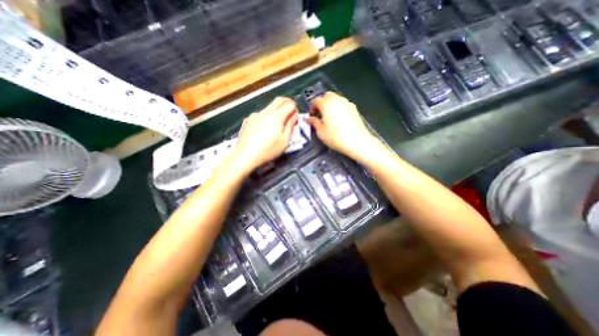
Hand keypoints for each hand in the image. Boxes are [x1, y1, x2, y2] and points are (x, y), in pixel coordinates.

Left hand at [234, 96, 299, 172]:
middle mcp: (266, 112)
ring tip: (278, 121)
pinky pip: (261, 113)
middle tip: (291, 110)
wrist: (245, 155)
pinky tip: (265, 126)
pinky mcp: (248, 120)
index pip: (289, 105)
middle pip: (278, 100)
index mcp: (276, 117)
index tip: (296, 116)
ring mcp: (255, 115)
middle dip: (287, 102)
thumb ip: (291, 126)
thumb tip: (295, 115)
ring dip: (277, 109)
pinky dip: (267, 115)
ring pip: (269, 106)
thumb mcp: (285, 141)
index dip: (295, 108)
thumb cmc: (268, 150)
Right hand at [308, 92, 378, 160]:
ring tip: (329, 117)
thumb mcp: (321, 132)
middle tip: (320, 115)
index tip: (312, 117)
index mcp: (326, 104)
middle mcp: (337, 100)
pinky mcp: (354, 109)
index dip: (312, 108)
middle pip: (327, 96)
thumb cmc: (335, 137)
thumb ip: (314, 122)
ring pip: (336, 99)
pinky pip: (343, 104)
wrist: (357, 141)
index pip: (316, 100)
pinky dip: (338, 108)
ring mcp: (347, 103)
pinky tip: (339, 119)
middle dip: (322, 103)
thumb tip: (308, 119)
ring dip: (330, 104)